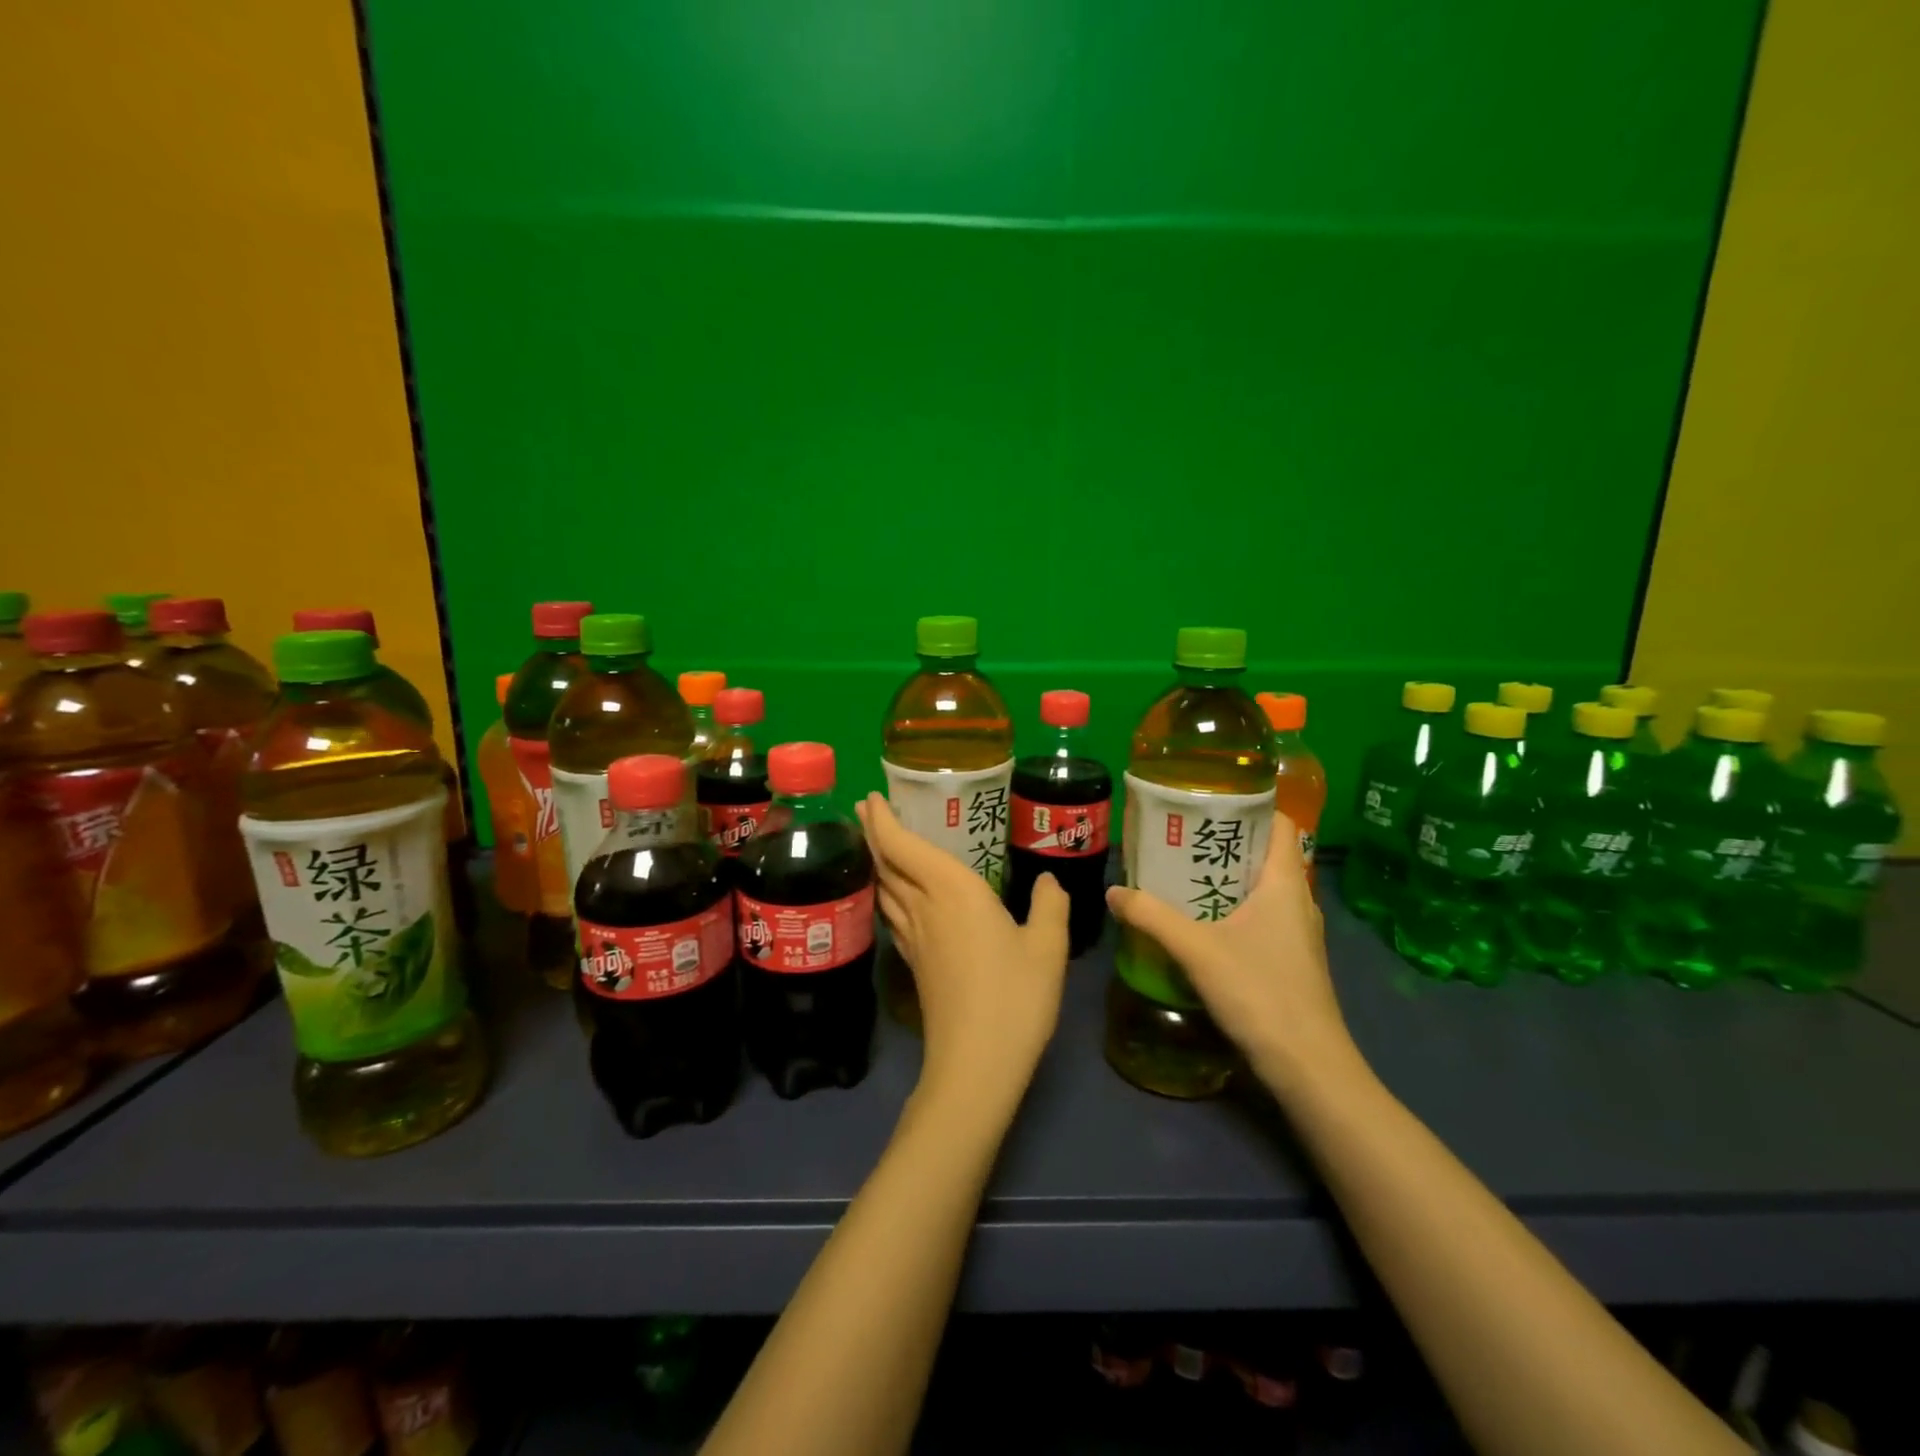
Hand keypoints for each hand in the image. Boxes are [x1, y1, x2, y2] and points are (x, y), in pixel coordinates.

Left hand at [856, 793, 1070, 1117]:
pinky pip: (893, 913)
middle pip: (887, 864)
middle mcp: (925, 907)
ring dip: (876, 861)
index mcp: (953, 892)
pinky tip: (895, 898)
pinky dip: (887, 892)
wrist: (976, 1065)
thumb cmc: (1015, 997)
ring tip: (875, 843)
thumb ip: (1049, 906)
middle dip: (873, 833)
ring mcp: (915, 938)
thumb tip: (1047, 881)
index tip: (870, 797)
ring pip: (885, 889)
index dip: (884, 821)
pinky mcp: (915, 964)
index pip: (905, 847)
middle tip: (864, 809)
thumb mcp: (1047, 947)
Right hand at [1105, 814, 1357, 1091]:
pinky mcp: (1291, 960)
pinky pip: (1261, 916)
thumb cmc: (1260, 993)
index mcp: (1285, 883)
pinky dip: (1233, 907)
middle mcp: (1297, 901)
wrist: (1308, 1067)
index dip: (1250, 806)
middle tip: (1180, 836)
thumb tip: (1113, 891)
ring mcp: (1297, 933)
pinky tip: (1200, 921)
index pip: (1279, 824)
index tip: (1208, 800)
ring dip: (1226, 877)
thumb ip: (1152, 916)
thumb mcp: (1197, 950)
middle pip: (1264, 854)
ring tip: (1182, 872)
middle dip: (1224, 841)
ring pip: (1262, 888)